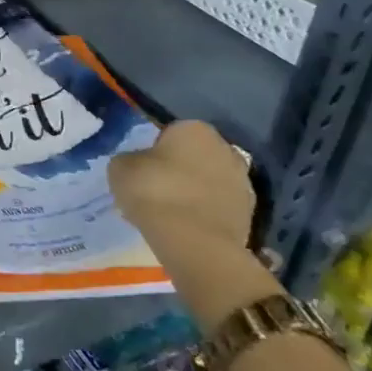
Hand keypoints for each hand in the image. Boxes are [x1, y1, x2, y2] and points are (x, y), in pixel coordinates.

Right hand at [109, 119, 255, 262]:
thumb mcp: (121, 167)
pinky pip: (219, 206)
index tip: (143, 168)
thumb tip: (139, 164)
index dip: (154, 150)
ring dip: (195, 190)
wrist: (193, 241)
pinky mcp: (250, 214)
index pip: (170, 132)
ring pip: (210, 181)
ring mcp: (243, 182)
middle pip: (195, 155)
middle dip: (179, 168)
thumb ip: (131, 159)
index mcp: (194, 129)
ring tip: (171, 211)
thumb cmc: (153, 191)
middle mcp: (225, 148)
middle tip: (156, 188)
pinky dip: (206, 212)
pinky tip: (186, 226)